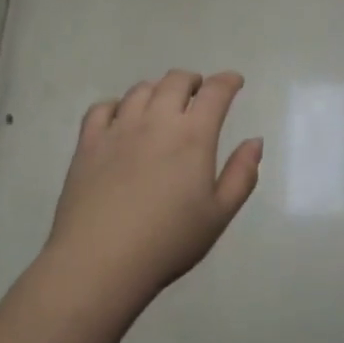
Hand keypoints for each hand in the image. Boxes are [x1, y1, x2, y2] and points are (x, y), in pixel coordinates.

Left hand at [44, 70, 263, 305]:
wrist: (100, 261)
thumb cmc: (168, 241)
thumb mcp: (219, 215)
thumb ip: (242, 175)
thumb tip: (255, 141)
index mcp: (193, 135)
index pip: (214, 92)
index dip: (227, 81)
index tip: (234, 81)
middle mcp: (156, 120)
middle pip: (175, 81)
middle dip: (192, 81)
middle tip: (198, 93)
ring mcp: (119, 128)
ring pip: (141, 90)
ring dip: (158, 89)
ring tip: (162, 104)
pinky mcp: (88, 142)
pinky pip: (102, 107)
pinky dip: (117, 105)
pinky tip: (121, 118)